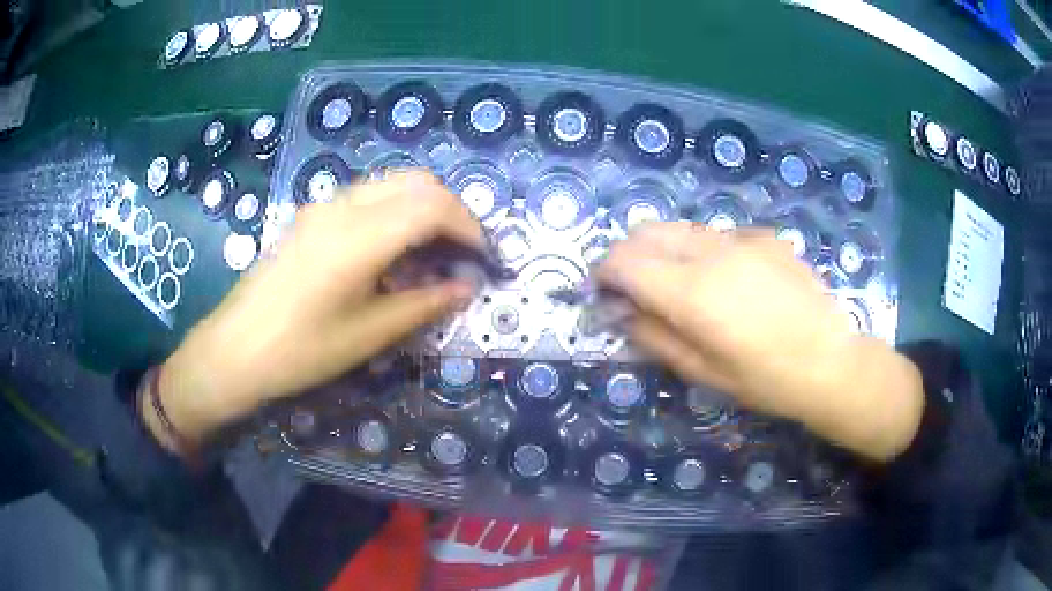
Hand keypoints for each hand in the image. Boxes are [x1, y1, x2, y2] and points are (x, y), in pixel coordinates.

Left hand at [148, 173, 482, 448]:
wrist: (235, 349)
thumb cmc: (300, 351)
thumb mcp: (368, 334)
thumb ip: (424, 304)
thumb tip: (467, 286)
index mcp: (359, 236)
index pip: (433, 206)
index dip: (470, 226)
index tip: (485, 258)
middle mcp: (344, 206)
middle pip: (417, 181)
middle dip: (452, 209)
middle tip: (465, 250)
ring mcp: (324, 206)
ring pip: (393, 183)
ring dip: (425, 205)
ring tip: (435, 250)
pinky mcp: (313, 215)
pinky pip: (368, 195)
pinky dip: (397, 209)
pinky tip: (395, 247)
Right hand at [597, 222, 923, 461]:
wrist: (830, 361)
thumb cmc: (765, 380)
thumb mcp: (702, 371)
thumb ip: (653, 336)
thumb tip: (620, 311)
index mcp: (691, 291)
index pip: (623, 260)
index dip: (603, 273)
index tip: (602, 293)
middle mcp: (711, 252)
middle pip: (646, 231)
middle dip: (627, 255)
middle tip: (633, 289)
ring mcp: (740, 238)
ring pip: (679, 227)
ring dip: (662, 249)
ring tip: (676, 284)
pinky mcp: (763, 236)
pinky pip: (715, 233)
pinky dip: (700, 249)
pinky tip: (724, 280)